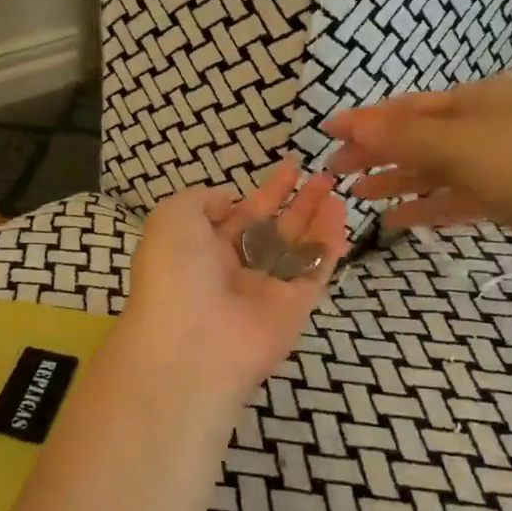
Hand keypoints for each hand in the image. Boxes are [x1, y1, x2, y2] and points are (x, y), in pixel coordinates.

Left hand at [121, 160, 349, 398]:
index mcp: (199, 250)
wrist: (191, 343)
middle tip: (320, 175)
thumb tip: (230, 202)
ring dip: (315, 216)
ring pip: (296, 248)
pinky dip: (328, 242)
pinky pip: (314, 269)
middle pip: (271, 230)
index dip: (263, 192)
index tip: (289, 167)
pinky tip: (339, 212)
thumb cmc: (174, 272)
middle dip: (294, 201)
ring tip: (333, 186)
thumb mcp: (172, 217)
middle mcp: (233, 270)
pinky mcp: (294, 309)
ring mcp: (265, 291)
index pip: (238, 216)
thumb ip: (201, 200)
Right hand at [323, 74, 511, 287]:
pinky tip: (399, 221)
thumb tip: (350, 124)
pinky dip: (430, 205)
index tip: (328, 134)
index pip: (410, 107)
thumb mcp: (459, 147)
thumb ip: (401, 138)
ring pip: (439, 169)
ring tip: (361, 197)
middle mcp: (494, 122)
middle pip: (422, 137)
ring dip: (399, 181)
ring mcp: (508, 161)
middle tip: (337, 172)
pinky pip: (461, 196)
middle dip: (379, 154)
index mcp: (482, 97)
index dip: (367, 121)